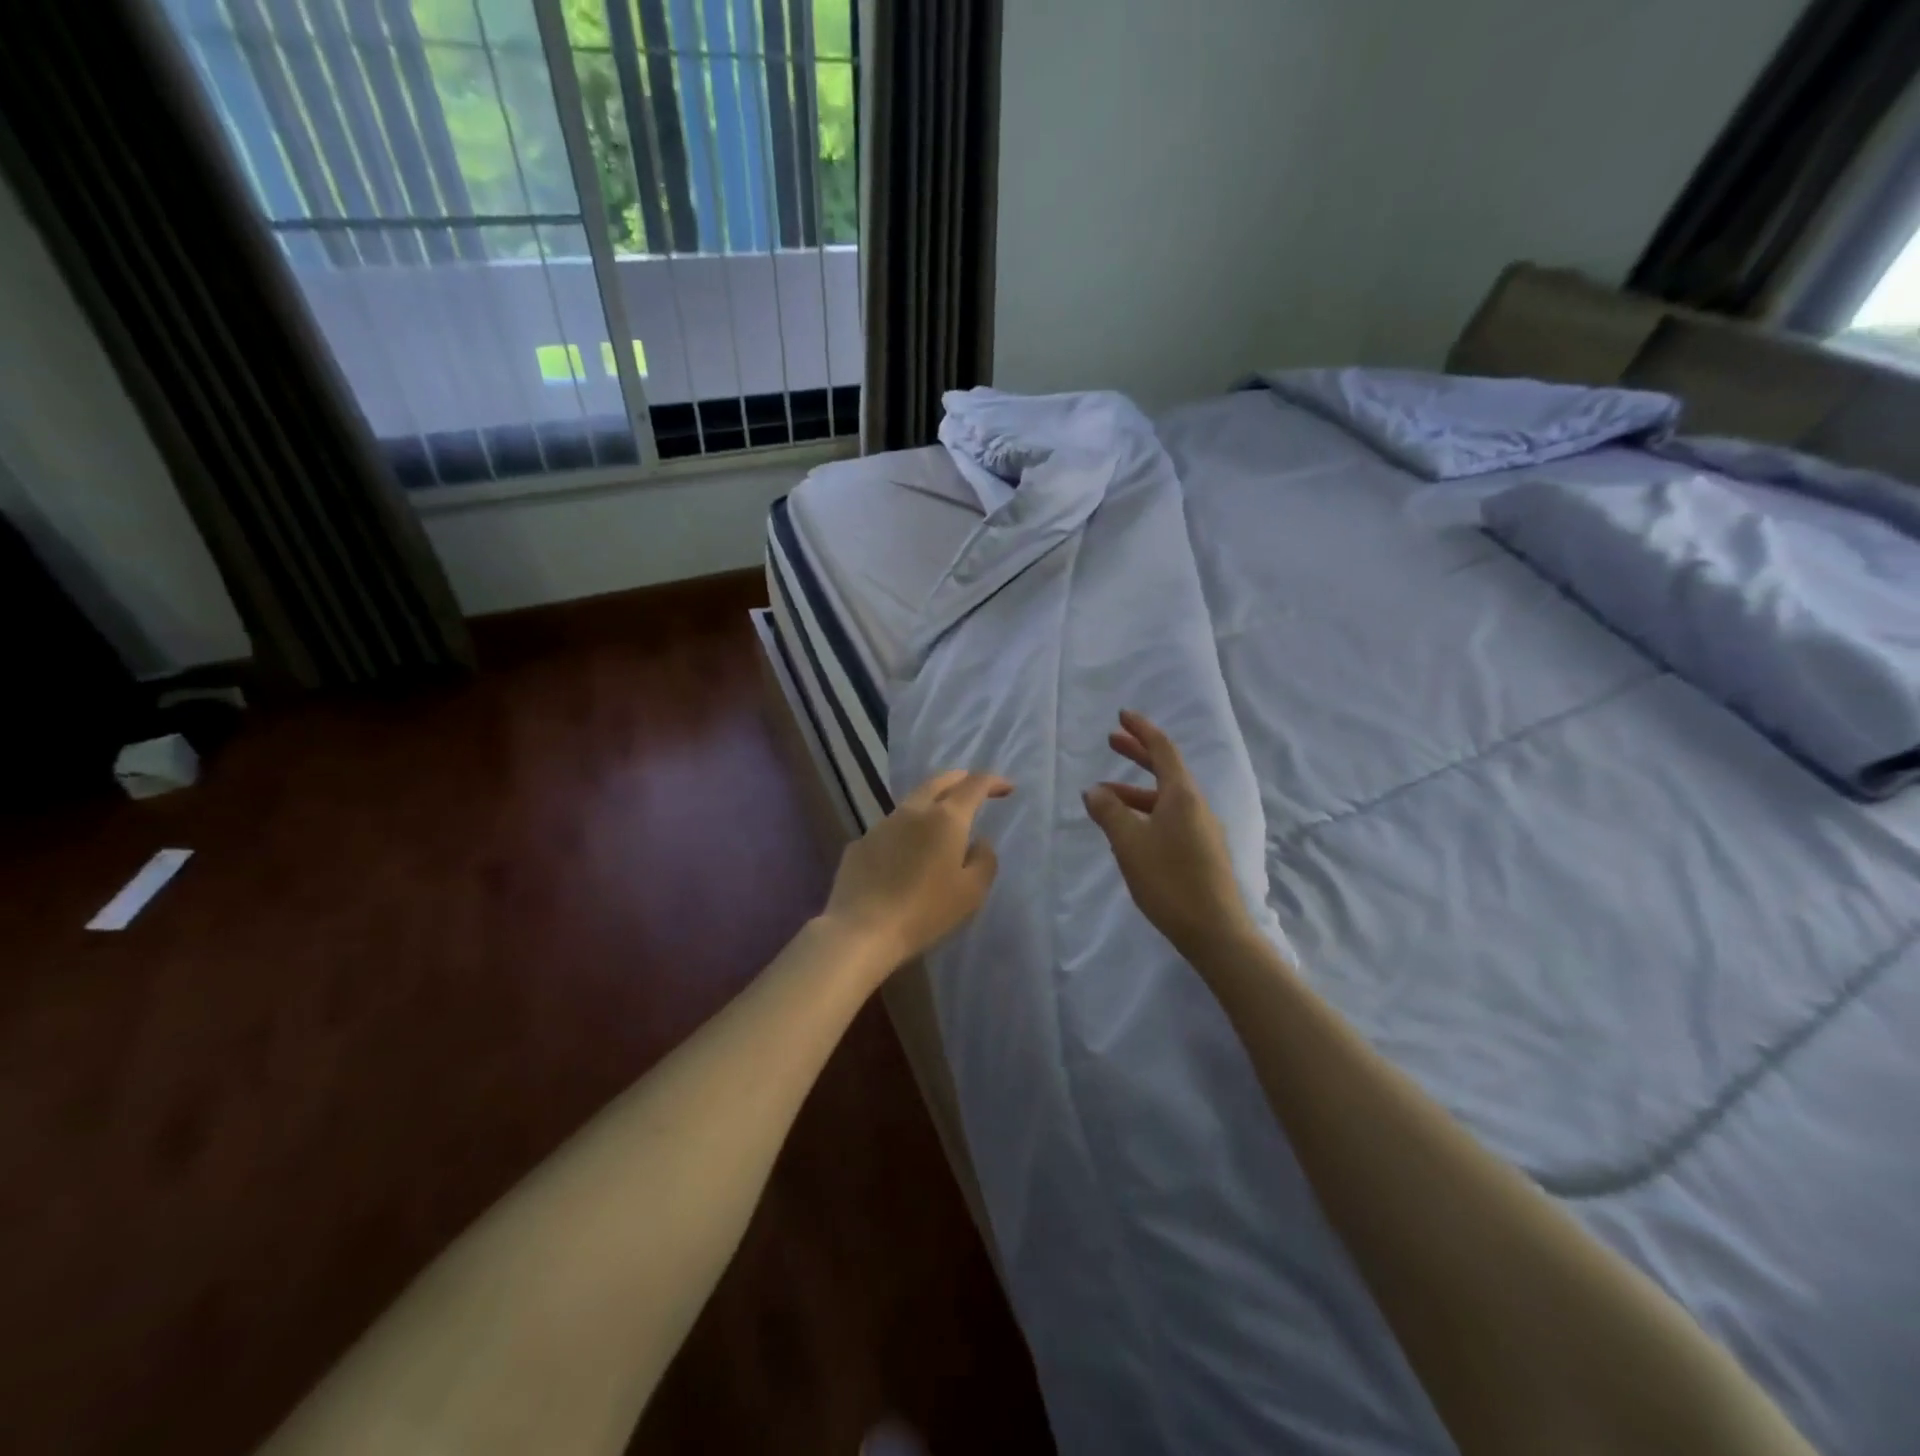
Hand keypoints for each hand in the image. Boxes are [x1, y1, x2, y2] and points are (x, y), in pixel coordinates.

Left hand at [822, 770, 1012, 972]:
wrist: (862, 930)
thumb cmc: (925, 911)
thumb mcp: (972, 892)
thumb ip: (984, 860)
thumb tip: (978, 842)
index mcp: (945, 818)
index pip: (974, 785)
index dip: (993, 782)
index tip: (1006, 788)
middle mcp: (912, 811)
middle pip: (938, 782)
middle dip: (959, 779)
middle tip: (972, 785)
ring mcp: (881, 825)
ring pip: (911, 803)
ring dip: (930, 803)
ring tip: (940, 817)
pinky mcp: (860, 844)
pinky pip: (890, 829)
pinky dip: (906, 831)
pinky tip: (906, 851)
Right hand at [1084, 710, 1255, 962]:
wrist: (1216, 931)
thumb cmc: (1169, 881)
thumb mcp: (1129, 844)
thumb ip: (1109, 812)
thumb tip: (1095, 791)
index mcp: (1183, 796)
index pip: (1163, 750)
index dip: (1142, 731)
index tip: (1122, 716)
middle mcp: (1197, 806)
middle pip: (1166, 770)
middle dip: (1138, 754)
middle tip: (1111, 741)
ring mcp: (1203, 830)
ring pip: (1166, 798)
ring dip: (1136, 791)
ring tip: (1105, 797)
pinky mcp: (1203, 852)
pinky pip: (1171, 818)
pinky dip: (1147, 812)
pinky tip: (1129, 830)